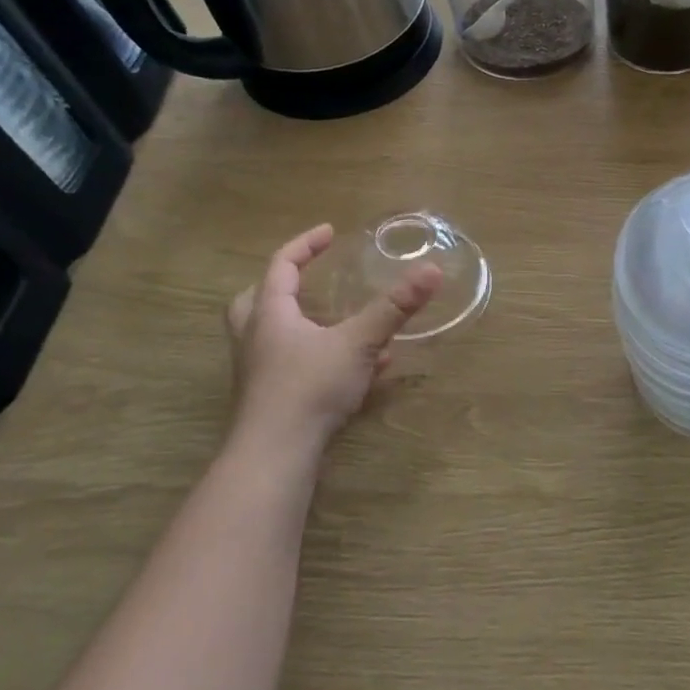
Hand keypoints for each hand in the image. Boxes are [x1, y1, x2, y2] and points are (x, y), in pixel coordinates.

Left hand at [225, 224, 441, 456]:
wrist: (275, 456)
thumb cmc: (309, 388)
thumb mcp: (358, 342)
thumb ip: (395, 307)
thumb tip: (432, 269)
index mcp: (270, 315)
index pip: (281, 266)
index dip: (305, 245)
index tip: (329, 232)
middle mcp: (256, 339)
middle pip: (257, 300)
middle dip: (281, 285)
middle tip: (307, 279)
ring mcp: (259, 373)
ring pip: (273, 337)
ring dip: (302, 324)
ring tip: (336, 322)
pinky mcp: (271, 401)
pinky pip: (294, 367)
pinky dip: (320, 358)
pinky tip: (360, 371)